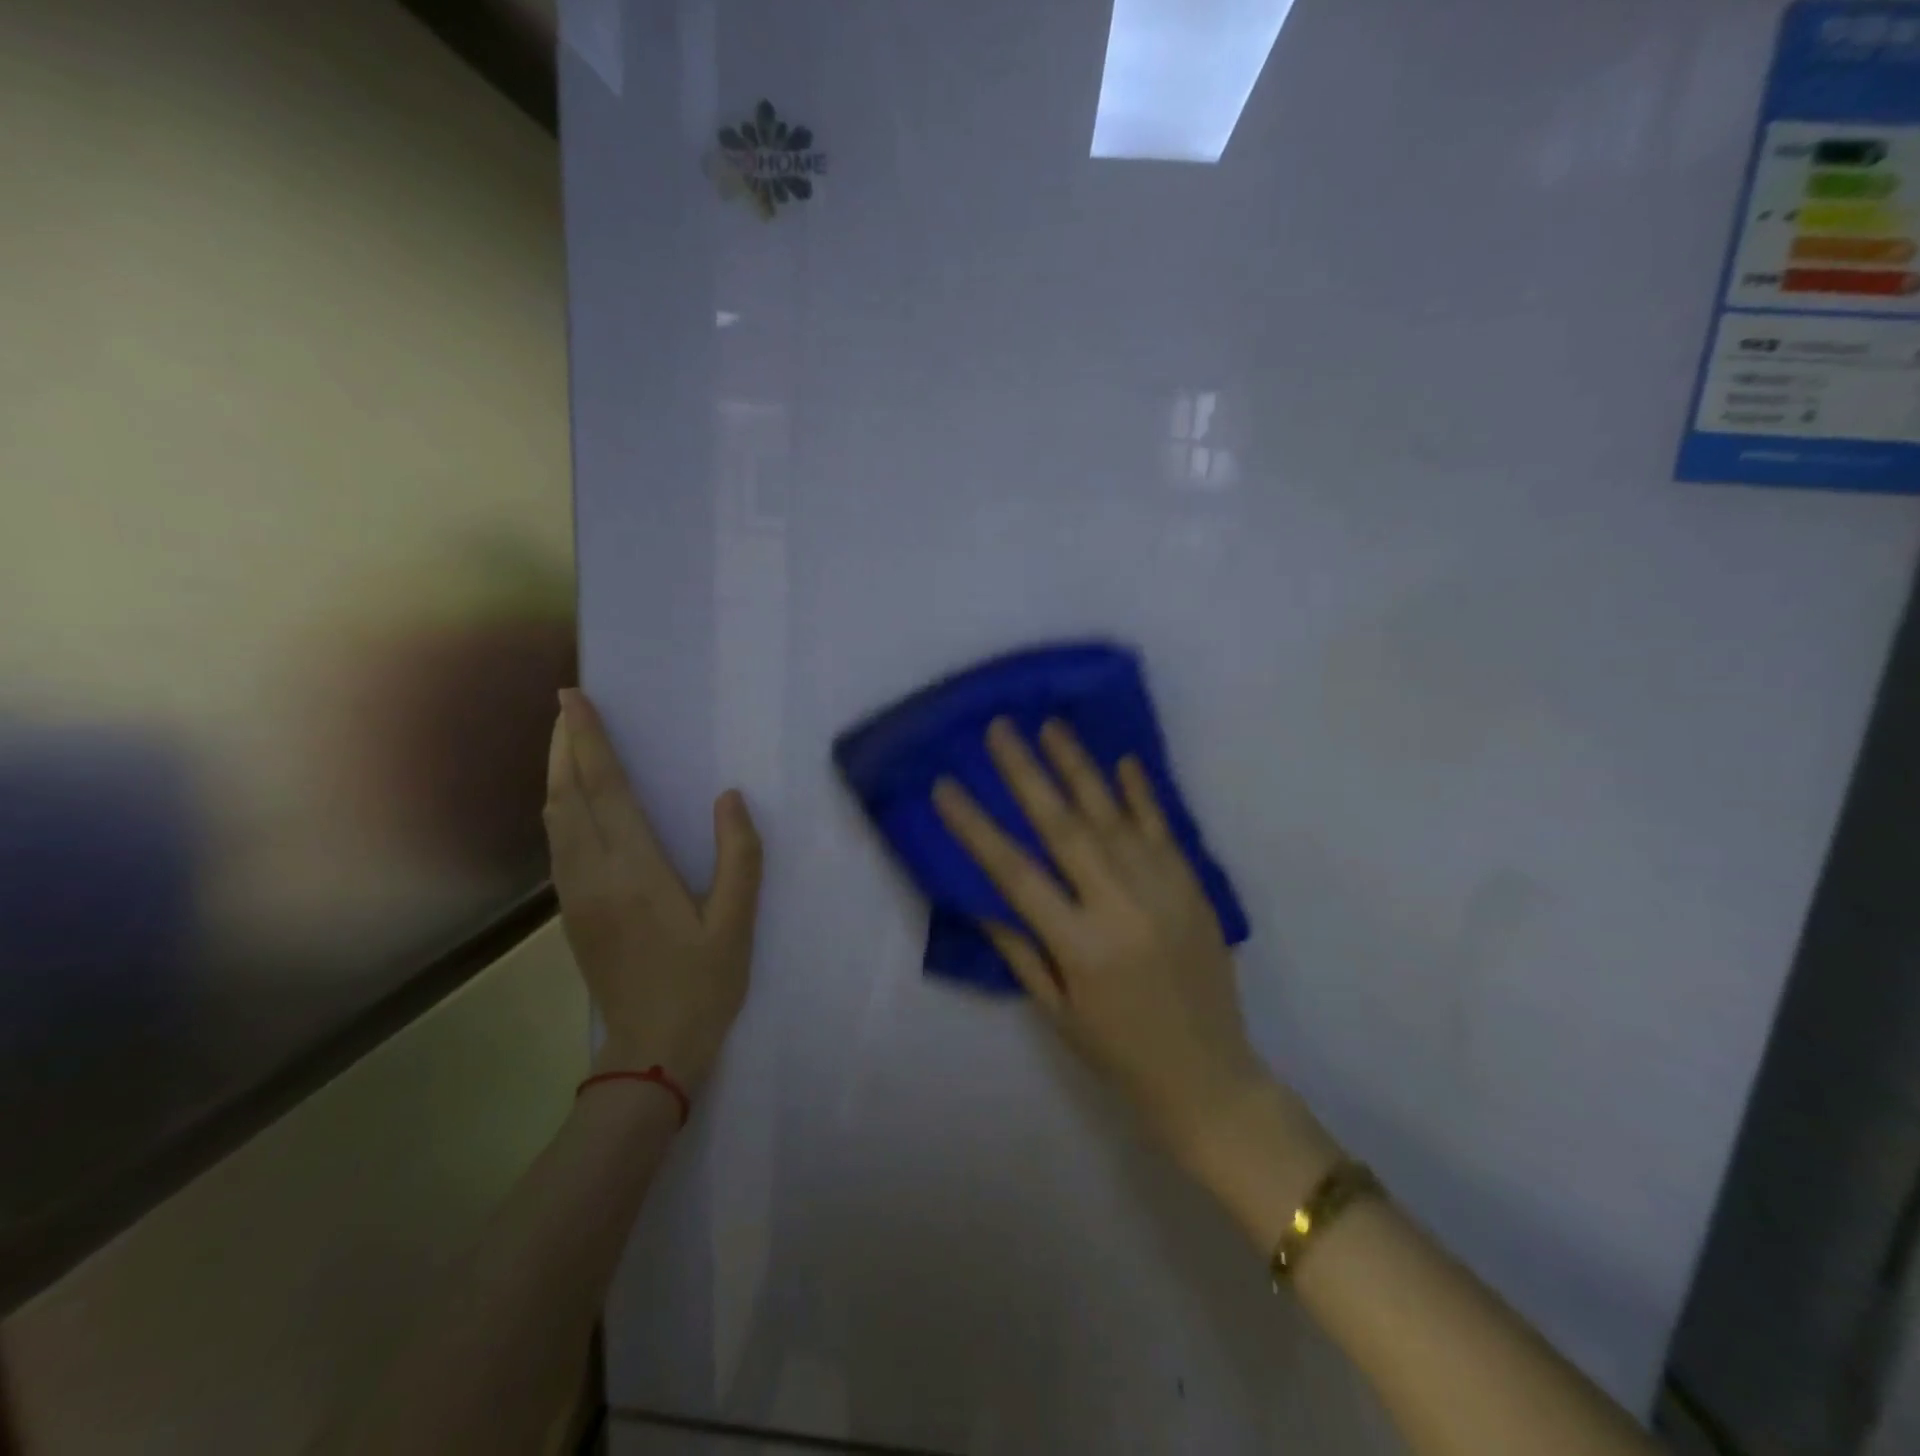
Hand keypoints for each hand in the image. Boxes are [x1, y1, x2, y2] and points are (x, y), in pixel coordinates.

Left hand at [543, 689, 762, 1089]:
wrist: (651, 1051)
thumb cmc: (702, 984)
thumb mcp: (735, 923)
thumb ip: (738, 856)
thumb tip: (729, 797)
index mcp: (634, 870)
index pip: (605, 789)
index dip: (589, 740)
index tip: (574, 698)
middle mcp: (593, 874)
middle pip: (567, 796)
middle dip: (564, 745)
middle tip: (568, 706)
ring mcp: (575, 895)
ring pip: (554, 819)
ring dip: (557, 774)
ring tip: (569, 742)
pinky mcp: (572, 912)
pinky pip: (557, 843)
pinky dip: (560, 806)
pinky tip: (573, 802)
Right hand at [932, 718, 1278, 1164]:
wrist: (1210, 1075)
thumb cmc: (1119, 1051)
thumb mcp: (1055, 1011)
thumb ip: (1020, 948)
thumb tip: (984, 894)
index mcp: (1079, 945)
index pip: (1015, 872)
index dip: (976, 827)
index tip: (946, 786)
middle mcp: (1120, 906)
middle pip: (1064, 827)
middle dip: (1027, 773)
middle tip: (1000, 728)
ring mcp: (1163, 890)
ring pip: (1113, 815)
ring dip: (1080, 767)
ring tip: (1051, 726)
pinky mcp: (1193, 887)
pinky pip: (1163, 828)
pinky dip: (1142, 792)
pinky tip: (1123, 760)